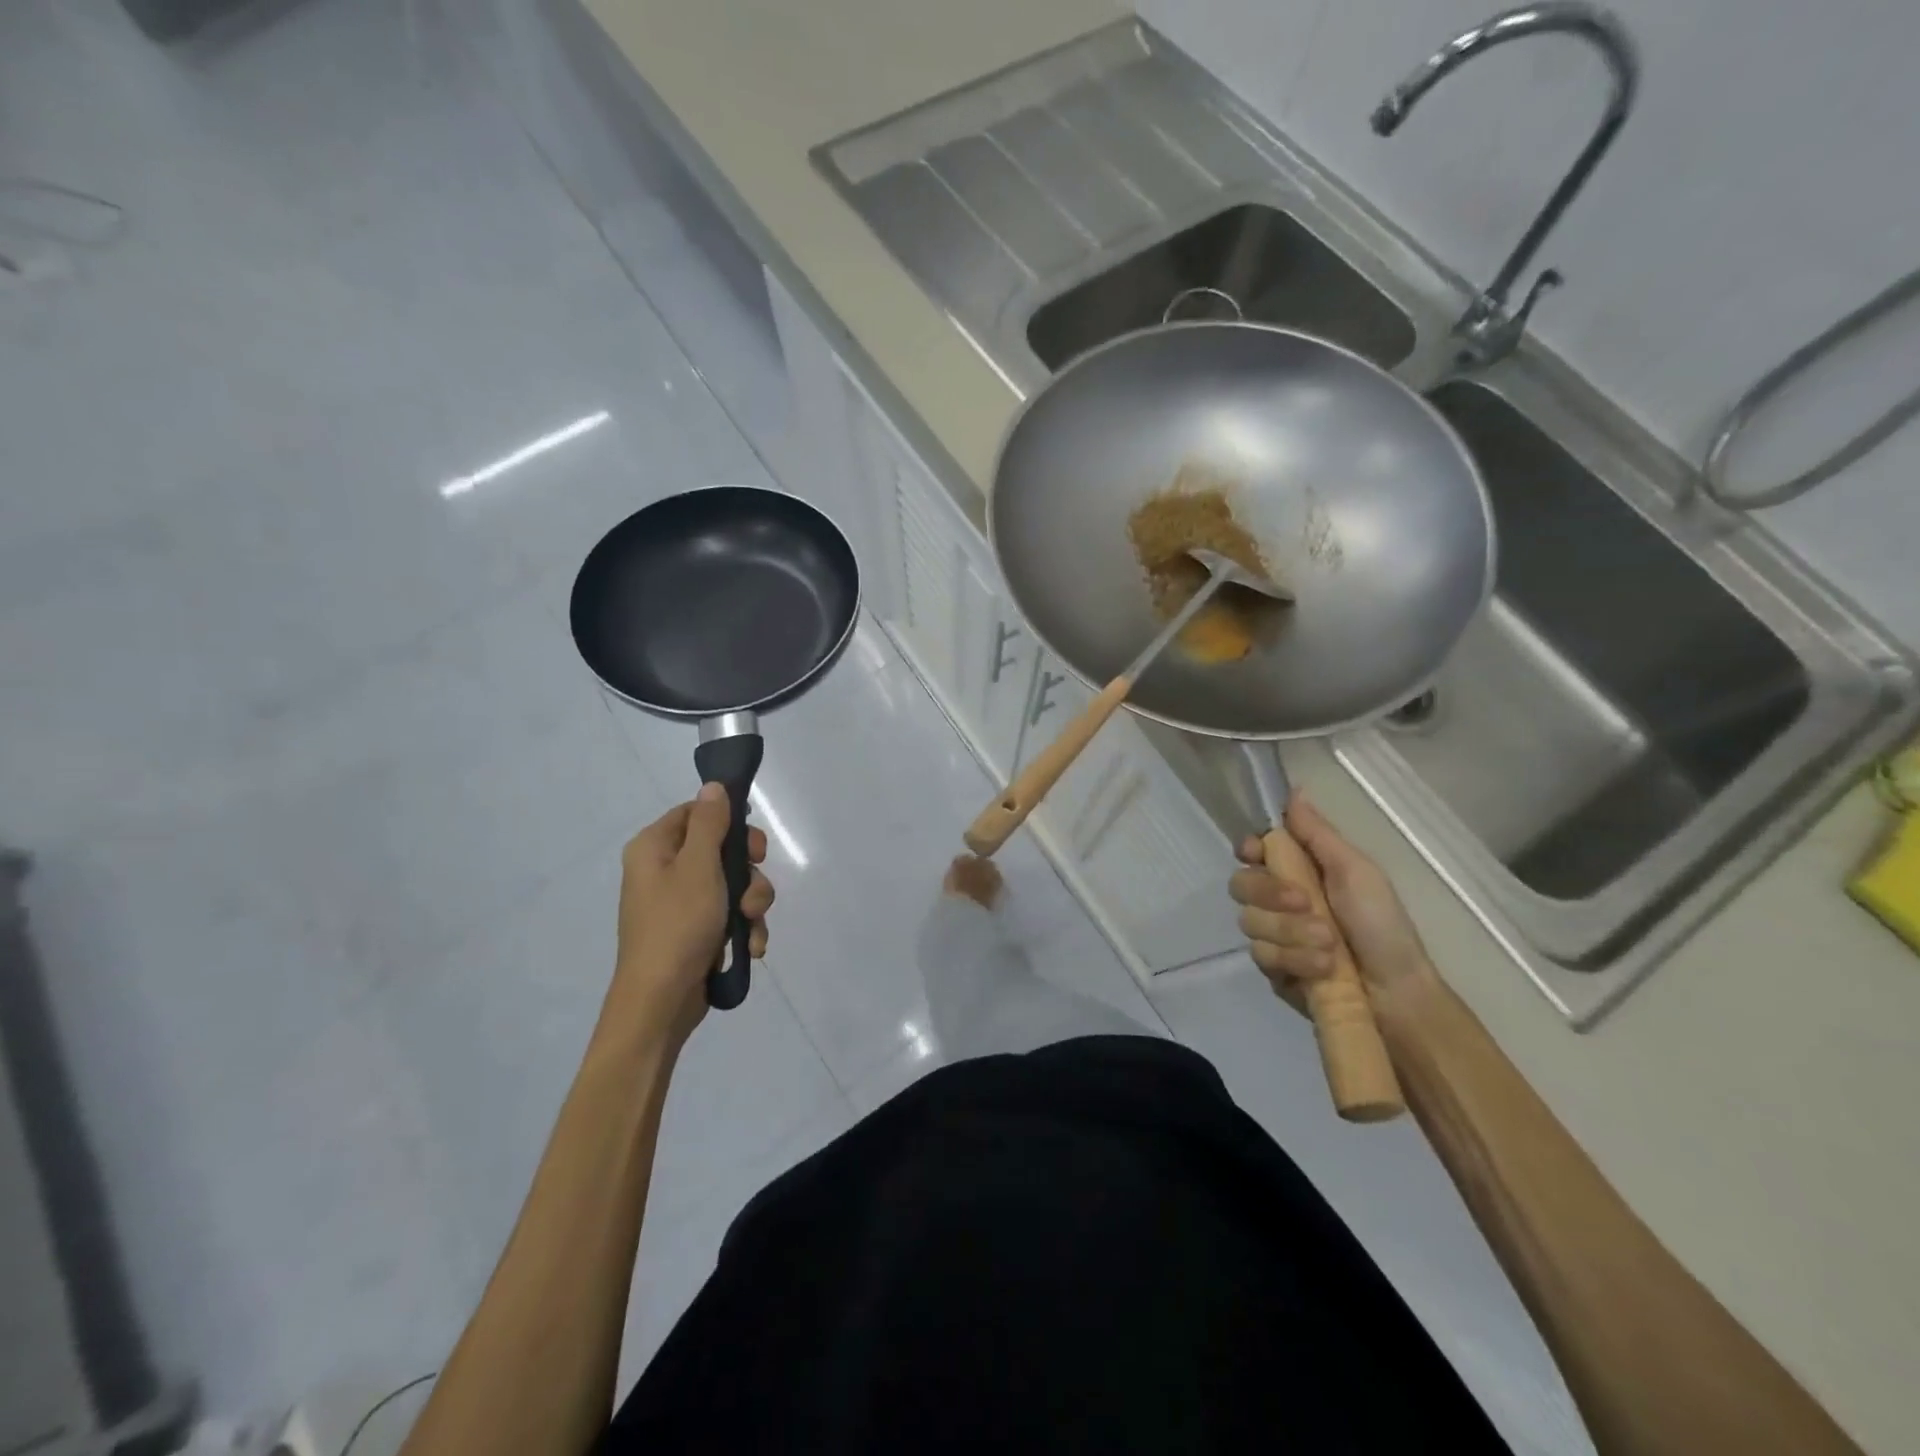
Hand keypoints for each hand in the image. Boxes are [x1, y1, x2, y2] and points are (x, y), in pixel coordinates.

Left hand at [607, 784, 773, 1047]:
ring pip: (732, 885)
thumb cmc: (677, 925)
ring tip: (750, 925)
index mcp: (653, 848)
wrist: (660, 1002)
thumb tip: (712, 786)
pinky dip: (743, 927)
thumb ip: (710, 823)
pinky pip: (729, 914)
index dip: (729, 823)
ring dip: (751, 904)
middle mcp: (664, 871)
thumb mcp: (698, 866)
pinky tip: (750, 946)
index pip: (696, 813)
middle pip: (720, 850)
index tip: (752, 845)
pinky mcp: (695, 931)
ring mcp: (680, 903)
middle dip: (748, 873)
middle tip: (754, 887)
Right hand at [1229, 795, 1434, 1011]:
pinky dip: (1293, 959)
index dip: (1248, 849)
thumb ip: (1318, 834)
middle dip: (1271, 894)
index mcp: (1298, 871)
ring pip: (1250, 921)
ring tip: (1329, 945)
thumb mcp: (1356, 872)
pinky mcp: (1272, 968)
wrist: (1396, 994)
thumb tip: (1294, 790)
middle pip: (1241, 884)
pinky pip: (1261, 954)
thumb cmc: (1382, 925)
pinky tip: (1321, 967)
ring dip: (1290, 932)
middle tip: (1306, 904)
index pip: (1252, 851)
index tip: (1255, 852)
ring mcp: (1273, 935)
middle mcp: (1278, 901)